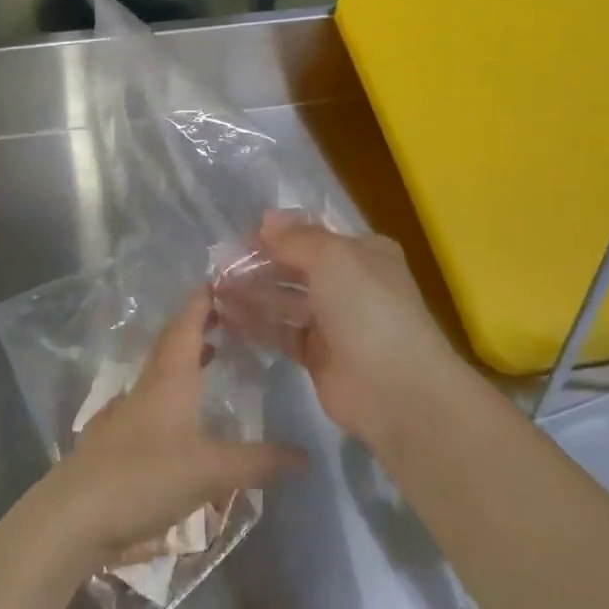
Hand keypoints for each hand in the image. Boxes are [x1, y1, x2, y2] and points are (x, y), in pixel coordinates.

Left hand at [45, 288, 302, 570]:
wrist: (74, 514)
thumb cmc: (145, 476)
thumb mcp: (211, 471)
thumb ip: (259, 462)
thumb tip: (307, 456)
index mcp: (170, 378)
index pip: (187, 324)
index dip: (203, 301)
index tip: (222, 281)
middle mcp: (148, 385)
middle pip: (173, 342)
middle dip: (198, 324)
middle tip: (228, 314)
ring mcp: (129, 411)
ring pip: (162, 370)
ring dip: (187, 356)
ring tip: (213, 354)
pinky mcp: (119, 437)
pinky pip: (153, 397)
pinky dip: (175, 389)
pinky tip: (185, 411)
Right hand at [224, 210, 469, 443]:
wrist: (395, 388)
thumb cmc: (367, 308)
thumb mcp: (333, 257)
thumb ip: (296, 237)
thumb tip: (267, 219)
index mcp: (362, 253)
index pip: (312, 236)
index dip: (277, 235)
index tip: (239, 238)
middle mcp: (349, 283)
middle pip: (294, 267)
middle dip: (258, 265)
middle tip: (217, 268)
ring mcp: (333, 320)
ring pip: (284, 300)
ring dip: (251, 293)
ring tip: (214, 291)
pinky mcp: (317, 354)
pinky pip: (280, 331)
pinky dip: (256, 323)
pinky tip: (225, 316)